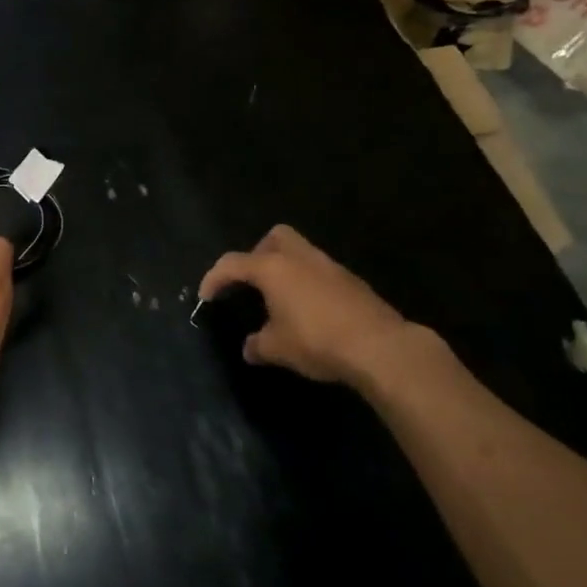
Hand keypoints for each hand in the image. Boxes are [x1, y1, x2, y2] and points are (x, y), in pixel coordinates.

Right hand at [199, 225, 420, 387]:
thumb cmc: (317, 341)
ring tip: (282, 298)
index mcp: (272, 268)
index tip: (206, 296)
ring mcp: (329, 266)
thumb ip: (258, 345)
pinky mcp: (351, 280)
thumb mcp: (278, 349)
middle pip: (274, 238)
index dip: (214, 278)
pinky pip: (320, 272)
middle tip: (254, 283)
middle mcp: (299, 258)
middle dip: (258, 254)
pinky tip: (310, 311)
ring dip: (287, 268)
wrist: (379, 347)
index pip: (232, 264)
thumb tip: (250, 348)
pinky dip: (309, 283)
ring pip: (301, 251)